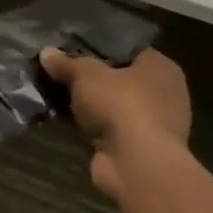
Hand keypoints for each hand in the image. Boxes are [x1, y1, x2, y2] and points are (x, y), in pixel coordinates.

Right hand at [39, 47, 191, 198]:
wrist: (137, 165)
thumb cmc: (121, 105)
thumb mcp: (85, 74)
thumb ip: (66, 62)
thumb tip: (47, 53)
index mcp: (161, 68)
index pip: (129, 50)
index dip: (100, 47)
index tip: (73, 48)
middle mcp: (165, 94)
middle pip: (119, 79)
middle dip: (92, 79)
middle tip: (61, 71)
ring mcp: (154, 124)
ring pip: (113, 105)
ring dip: (90, 105)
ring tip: (56, 94)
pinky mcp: (140, 149)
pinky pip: (110, 128)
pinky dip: (92, 126)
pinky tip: (66, 119)